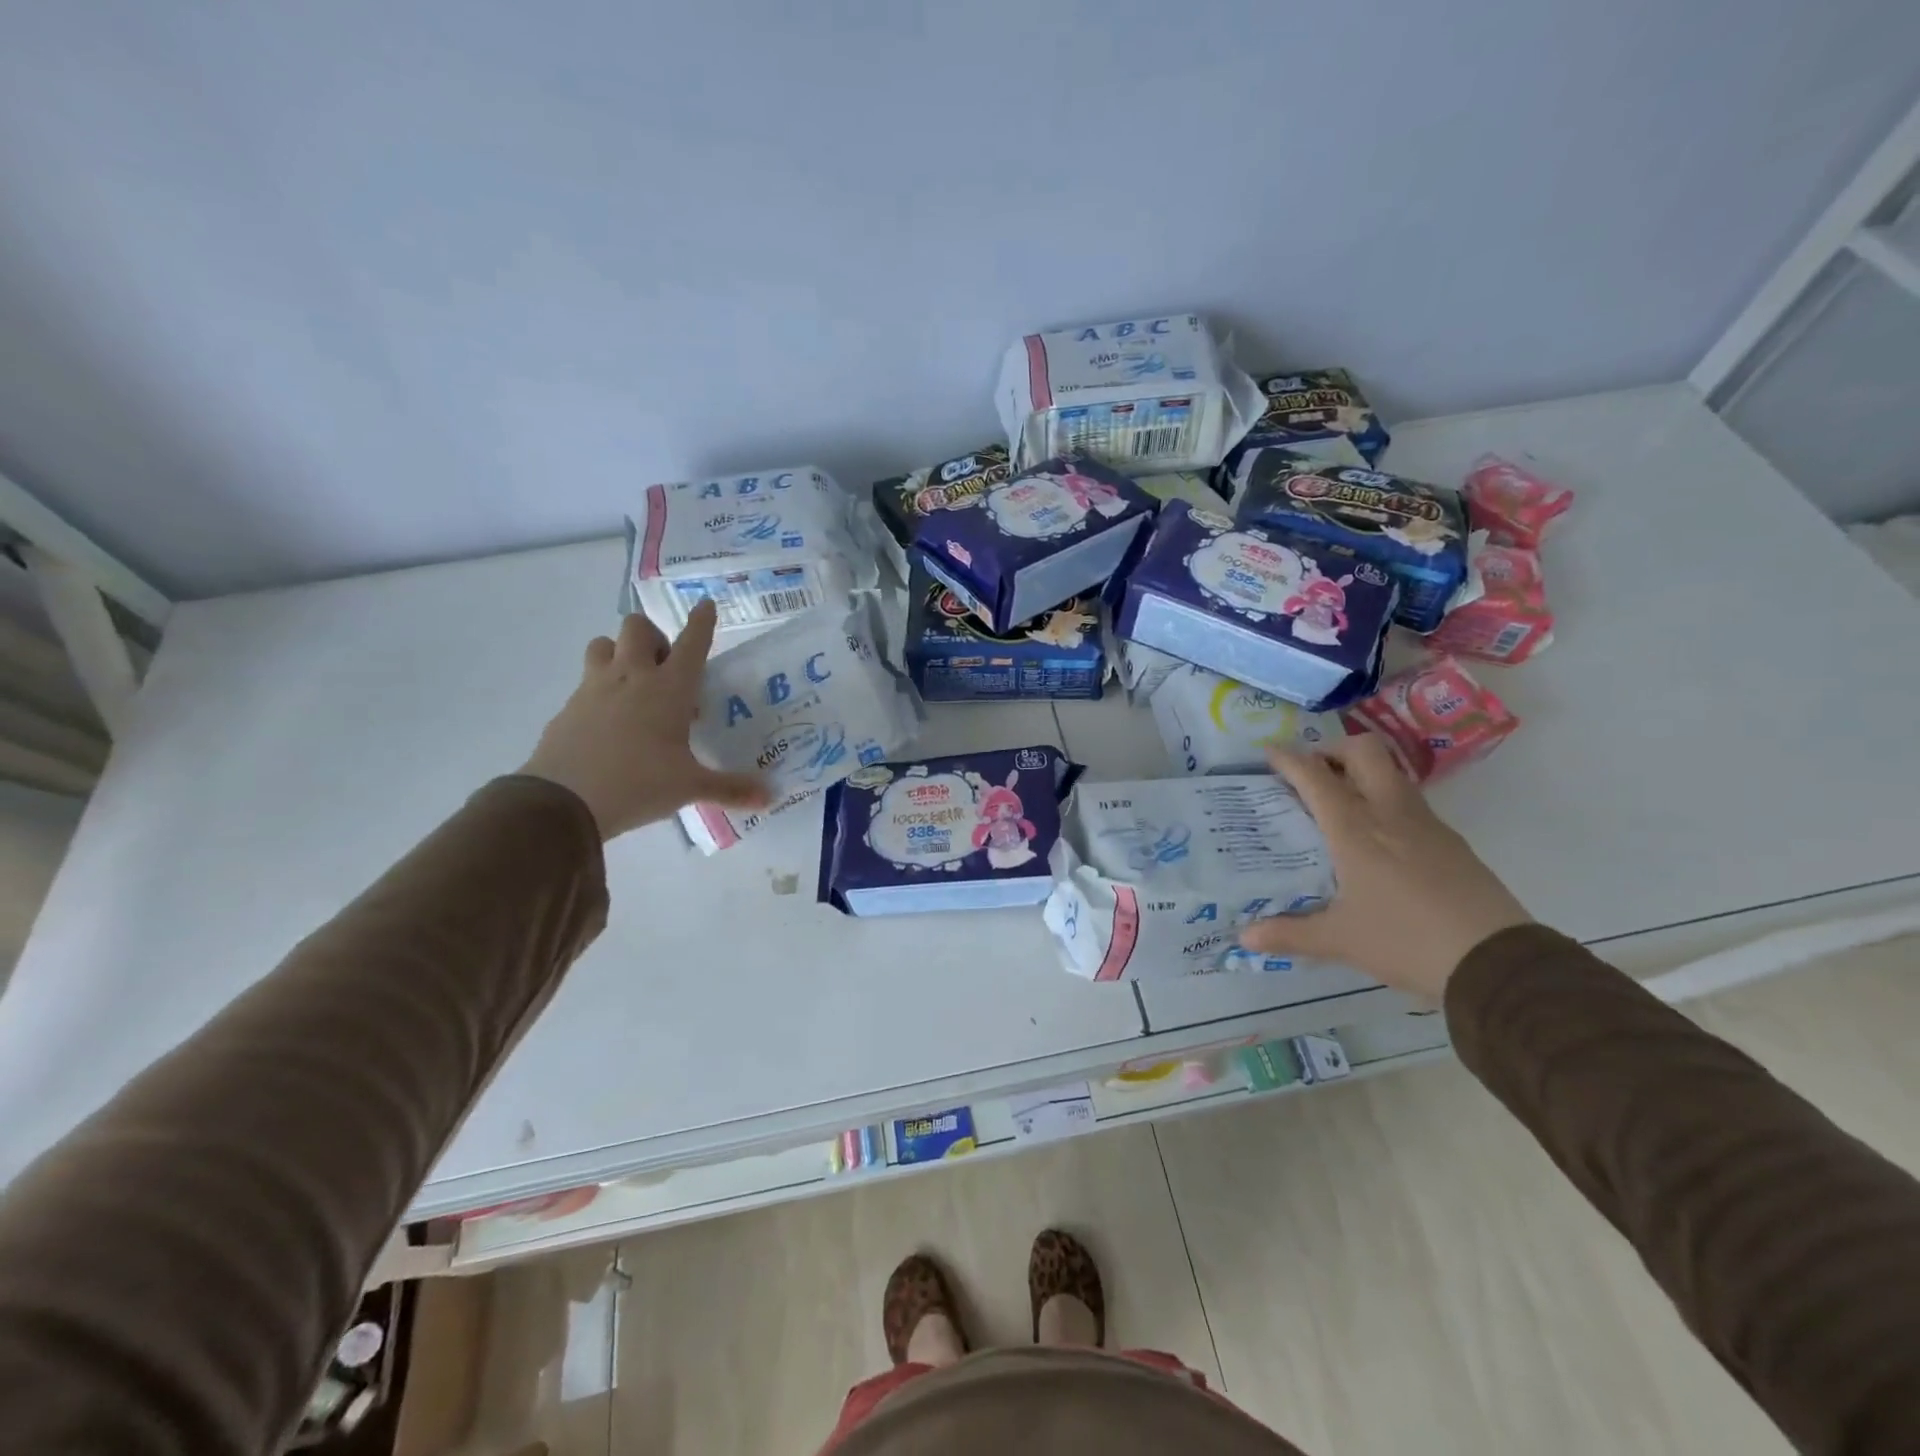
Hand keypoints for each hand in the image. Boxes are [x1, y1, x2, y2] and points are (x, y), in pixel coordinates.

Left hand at [520, 600, 769, 839]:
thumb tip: (770, 797)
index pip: (691, 643)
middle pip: (637, 627)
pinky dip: (600, 691)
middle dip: (653, 636)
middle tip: (665, 667)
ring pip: (603, 645)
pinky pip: (585, 683)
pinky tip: (609, 722)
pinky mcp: (569, 708)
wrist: (563, 801)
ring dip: (620, 653)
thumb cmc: (638, 784)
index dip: (702, 622)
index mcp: (668, 689)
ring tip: (633, 684)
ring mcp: (594, 689)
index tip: (707, 605)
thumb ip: (730, 788)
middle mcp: (631, 678)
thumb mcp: (690, 787)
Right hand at [1240, 734, 1531, 1000]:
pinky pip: (1410, 803)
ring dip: (1361, 773)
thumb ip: (1289, 934)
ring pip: (1391, 773)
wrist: (1496, 962)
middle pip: (1364, 751)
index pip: (1315, 776)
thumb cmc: (1405, 940)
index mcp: (1355, 829)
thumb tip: (1245, 938)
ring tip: (1339, 803)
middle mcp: (1390, 813)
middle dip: (1333, 750)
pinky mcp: (1451, 842)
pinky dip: (1385, 802)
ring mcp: (1427, 824)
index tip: (1268, 752)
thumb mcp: (1340, 940)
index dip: (1288, 759)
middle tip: (1311, 773)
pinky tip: (1377, 840)